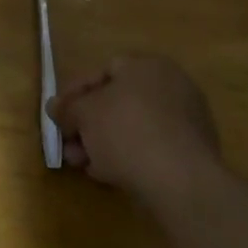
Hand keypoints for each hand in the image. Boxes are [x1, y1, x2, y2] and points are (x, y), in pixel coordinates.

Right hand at [48, 55, 222, 207]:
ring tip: (83, 165)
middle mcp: (170, 85)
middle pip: (117, 102)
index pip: (102, 71)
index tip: (59, 116)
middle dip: (88, 124)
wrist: (181, 182)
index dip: (75, 94)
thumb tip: (54, 107)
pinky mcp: (193, 153)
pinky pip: (151, 148)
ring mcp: (186, 120)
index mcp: (147, 65)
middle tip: (69, 146)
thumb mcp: (84, 114)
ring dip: (103, 143)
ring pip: (132, 127)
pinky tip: (109, 175)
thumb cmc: (127, 132)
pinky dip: (128, 157)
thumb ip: (67, 108)